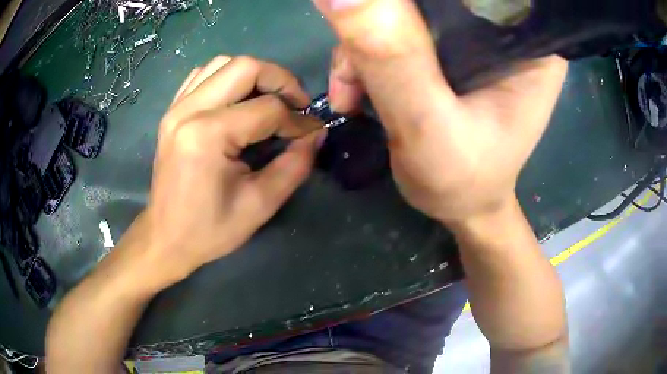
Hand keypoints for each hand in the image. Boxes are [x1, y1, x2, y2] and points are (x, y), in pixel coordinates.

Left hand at [123, 56, 322, 288]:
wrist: (166, 238)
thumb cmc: (209, 229)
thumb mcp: (260, 205)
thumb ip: (295, 165)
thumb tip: (316, 133)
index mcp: (207, 136)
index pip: (267, 109)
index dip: (297, 120)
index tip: (311, 133)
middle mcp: (188, 111)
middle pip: (245, 67)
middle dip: (280, 80)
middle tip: (295, 104)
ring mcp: (176, 108)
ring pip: (223, 63)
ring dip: (253, 75)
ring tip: (268, 100)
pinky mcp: (172, 112)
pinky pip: (202, 75)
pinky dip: (227, 78)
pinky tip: (237, 100)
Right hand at [314, 0, 566, 223]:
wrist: (461, 206)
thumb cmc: (463, 181)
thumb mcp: (428, 129)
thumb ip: (393, 59)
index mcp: (528, 44)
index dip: (421, 2)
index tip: (384, 22)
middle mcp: (505, 32)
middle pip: (434, 1)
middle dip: (384, 24)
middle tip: (358, 67)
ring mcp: (474, 39)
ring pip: (406, 13)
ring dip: (365, 47)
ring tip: (351, 93)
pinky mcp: (449, 51)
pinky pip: (397, 33)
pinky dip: (366, 58)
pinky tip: (355, 90)